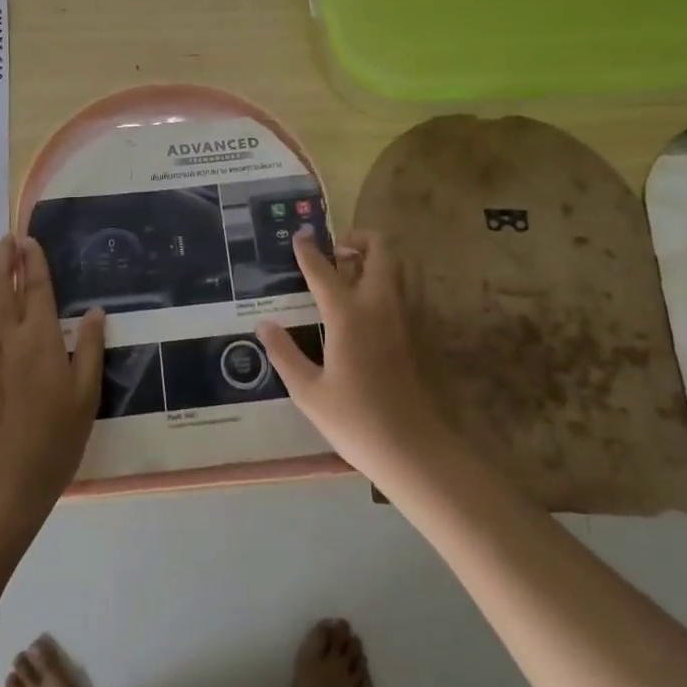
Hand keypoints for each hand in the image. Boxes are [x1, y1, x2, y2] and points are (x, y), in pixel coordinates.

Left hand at [0, 236, 104, 521]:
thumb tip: (95, 312)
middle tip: (8, 240)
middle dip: (3, 259)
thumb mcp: (86, 395)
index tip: (29, 240)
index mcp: (39, 338)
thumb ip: (90, 348)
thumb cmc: (53, 439)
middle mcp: (7, 337)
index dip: (33, 261)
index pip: (36, 287)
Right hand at [257, 228, 458, 485]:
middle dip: (358, 239)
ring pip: (400, 266)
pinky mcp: (421, 333)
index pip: (323, 270)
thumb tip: (265, 325)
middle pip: (379, 250)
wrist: (415, 450)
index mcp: (348, 315)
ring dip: (378, 258)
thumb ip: (284, 353)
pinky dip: (391, 282)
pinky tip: (373, 308)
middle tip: (336, 253)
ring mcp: (406, 317)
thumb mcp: (308, 392)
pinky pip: (409, 290)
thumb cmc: (356, 421)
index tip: (299, 237)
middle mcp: (380, 305)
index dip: (308, 251)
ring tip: (355, 273)